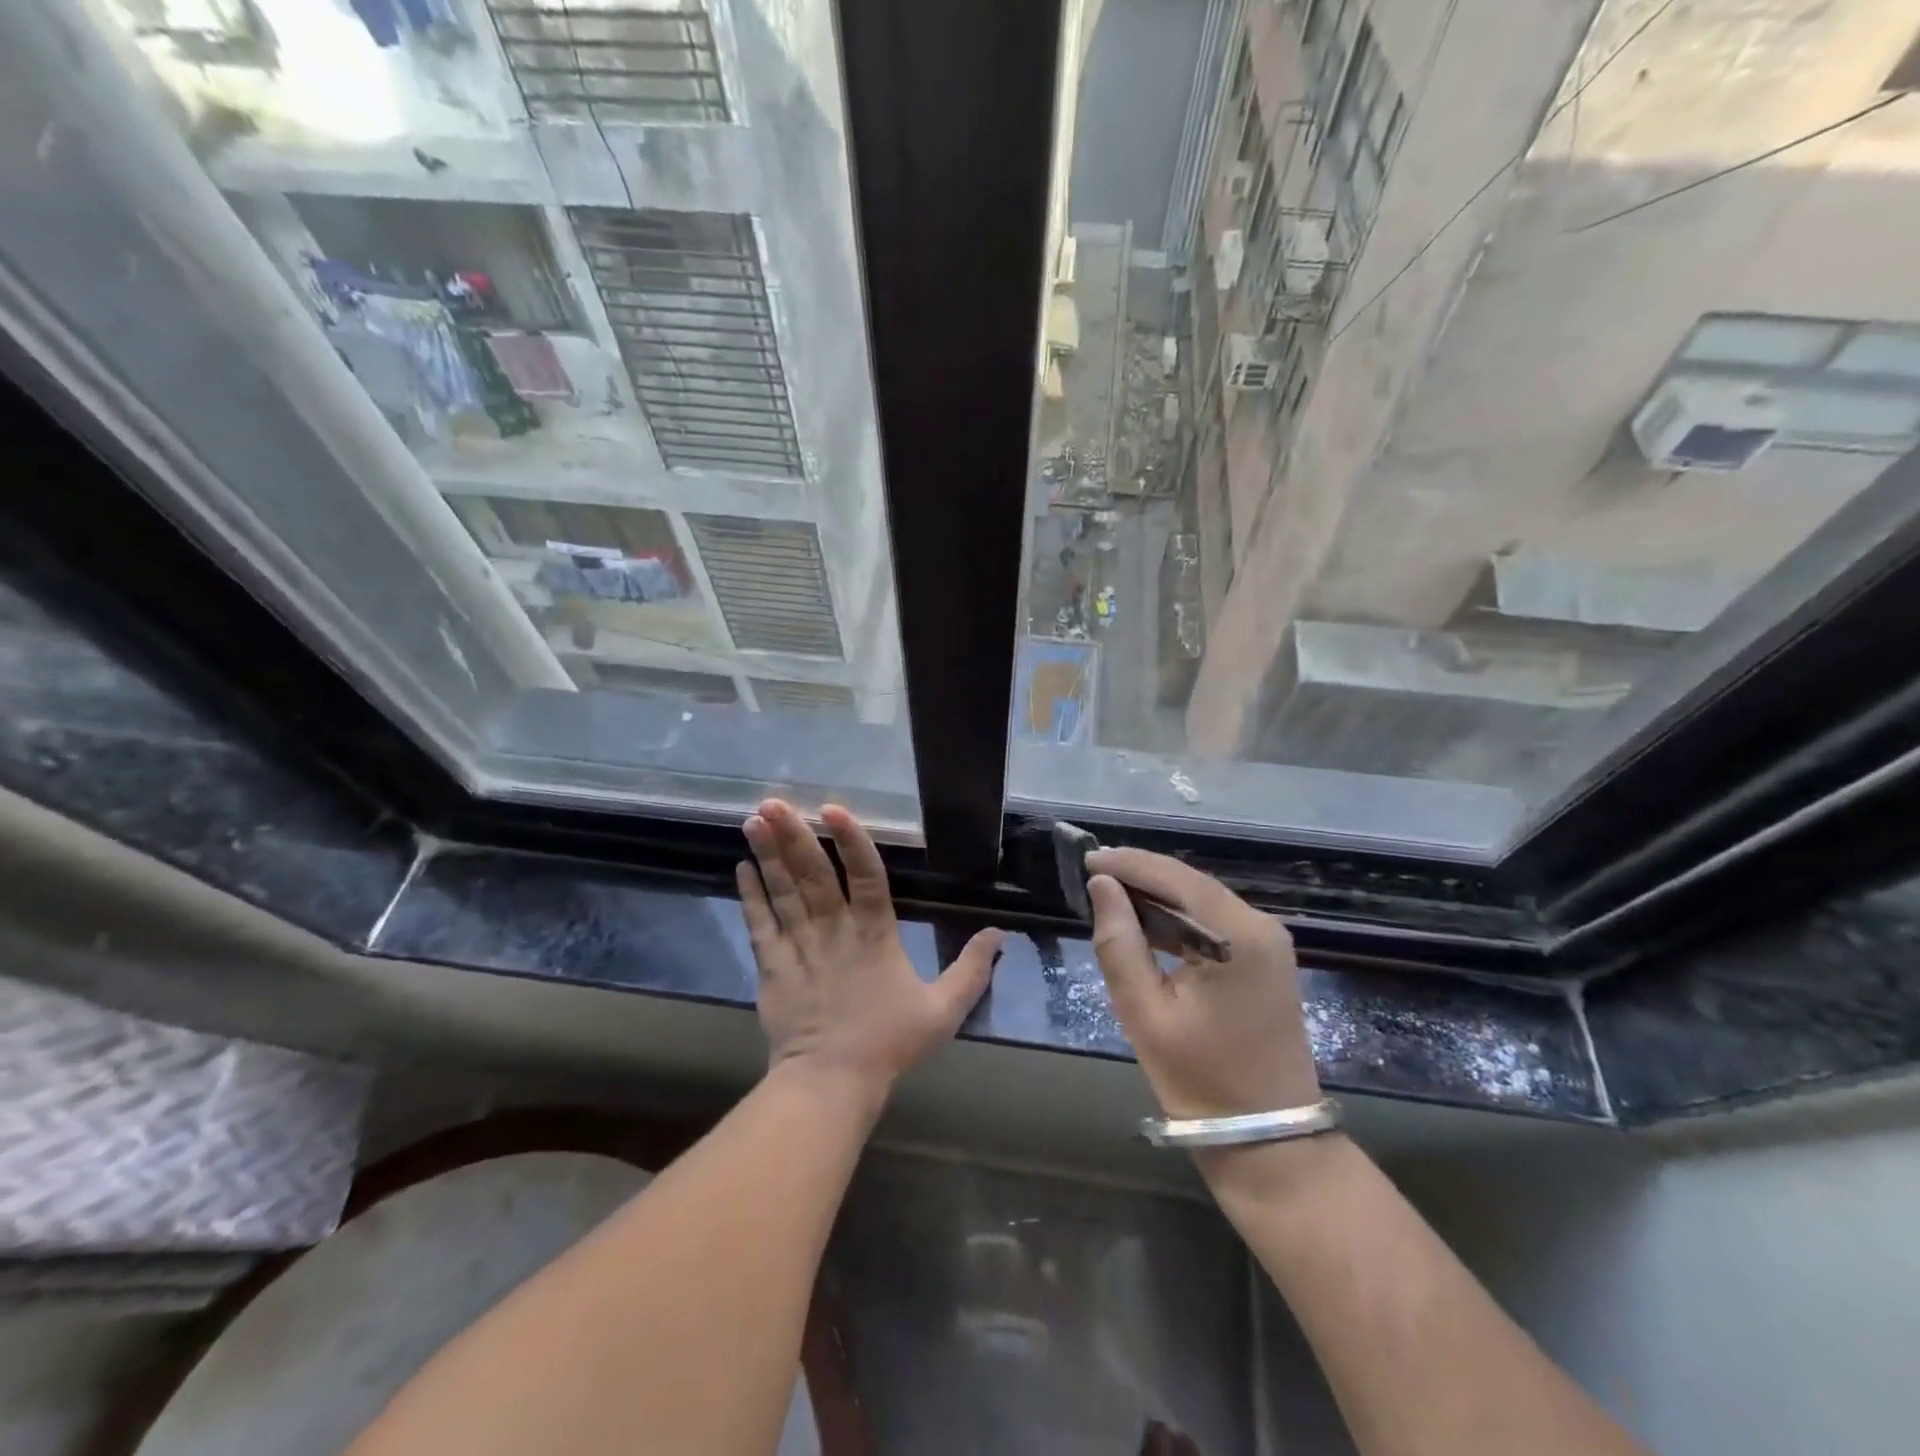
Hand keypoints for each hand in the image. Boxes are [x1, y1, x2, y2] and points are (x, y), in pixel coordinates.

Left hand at [738, 800, 1001, 1101]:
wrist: (831, 1083)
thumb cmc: (889, 1043)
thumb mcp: (944, 1010)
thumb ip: (972, 970)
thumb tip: (999, 934)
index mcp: (875, 934)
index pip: (866, 876)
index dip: (851, 841)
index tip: (833, 809)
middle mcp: (834, 930)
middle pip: (813, 875)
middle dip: (794, 836)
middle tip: (774, 801)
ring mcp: (799, 946)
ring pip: (783, 891)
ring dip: (768, 854)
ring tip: (755, 819)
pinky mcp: (772, 967)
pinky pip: (760, 924)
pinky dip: (750, 895)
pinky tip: (742, 867)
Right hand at [1085, 848, 1319, 1120]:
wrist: (1270, 1141)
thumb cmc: (1201, 1081)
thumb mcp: (1145, 1013)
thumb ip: (1119, 942)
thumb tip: (1102, 885)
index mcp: (1238, 936)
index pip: (1175, 878)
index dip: (1128, 863)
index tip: (1085, 858)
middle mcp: (1261, 927)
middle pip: (1191, 883)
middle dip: (1141, 875)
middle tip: (1091, 874)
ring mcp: (1269, 942)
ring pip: (1202, 899)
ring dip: (1157, 895)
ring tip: (1108, 894)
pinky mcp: (1265, 959)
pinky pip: (1214, 921)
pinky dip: (1178, 917)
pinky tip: (1146, 921)